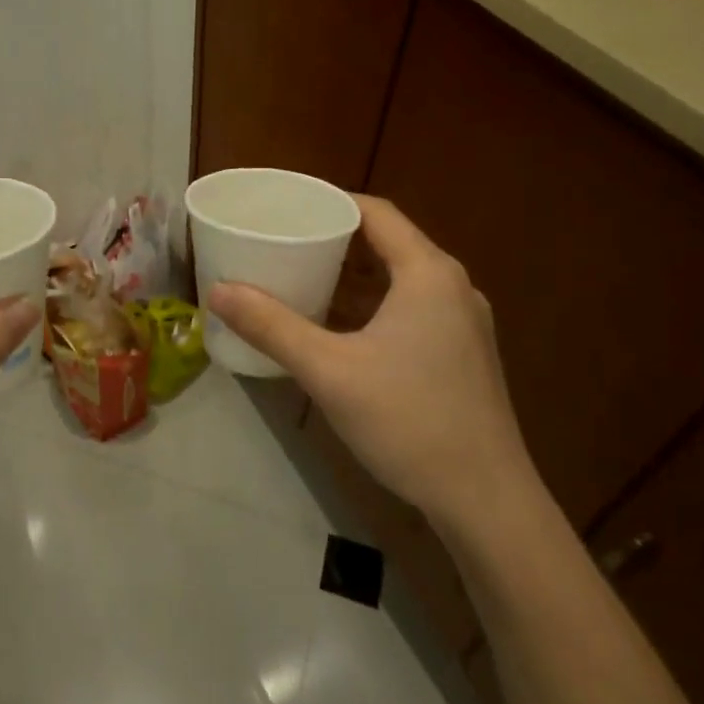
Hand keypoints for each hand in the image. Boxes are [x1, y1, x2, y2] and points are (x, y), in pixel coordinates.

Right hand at [208, 196, 540, 544]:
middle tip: (283, 241)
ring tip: (302, 277)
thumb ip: (271, 327)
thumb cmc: (408, 421)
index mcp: (428, 273)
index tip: (286, 207)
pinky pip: (411, 308)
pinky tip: (339, 328)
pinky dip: (372, 305)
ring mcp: (463, 323)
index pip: (375, 212)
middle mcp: (452, 287)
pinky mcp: (462, 354)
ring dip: (353, 275)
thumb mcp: (329, 371)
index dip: (330, 202)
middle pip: (388, 242)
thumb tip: (217, 291)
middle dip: (334, 239)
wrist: (486, 501)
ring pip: (400, 279)